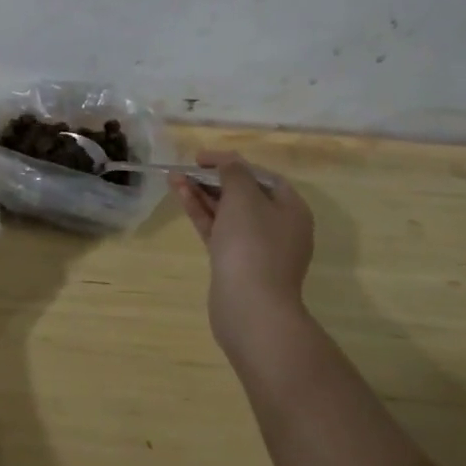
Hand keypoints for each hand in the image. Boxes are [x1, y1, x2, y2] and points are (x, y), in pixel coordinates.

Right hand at [169, 151, 313, 359]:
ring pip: (227, 213)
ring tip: (174, 177)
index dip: (233, 162)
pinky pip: (218, 230)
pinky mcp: (235, 263)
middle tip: (187, 169)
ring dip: (202, 194)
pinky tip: (181, 196)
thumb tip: (228, 163)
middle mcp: (278, 227)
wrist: (250, 306)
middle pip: (243, 194)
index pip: (262, 176)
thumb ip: (234, 172)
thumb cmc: (253, 244)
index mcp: (291, 210)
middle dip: (214, 179)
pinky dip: (201, 213)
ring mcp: (256, 248)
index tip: (203, 158)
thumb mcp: (244, 196)